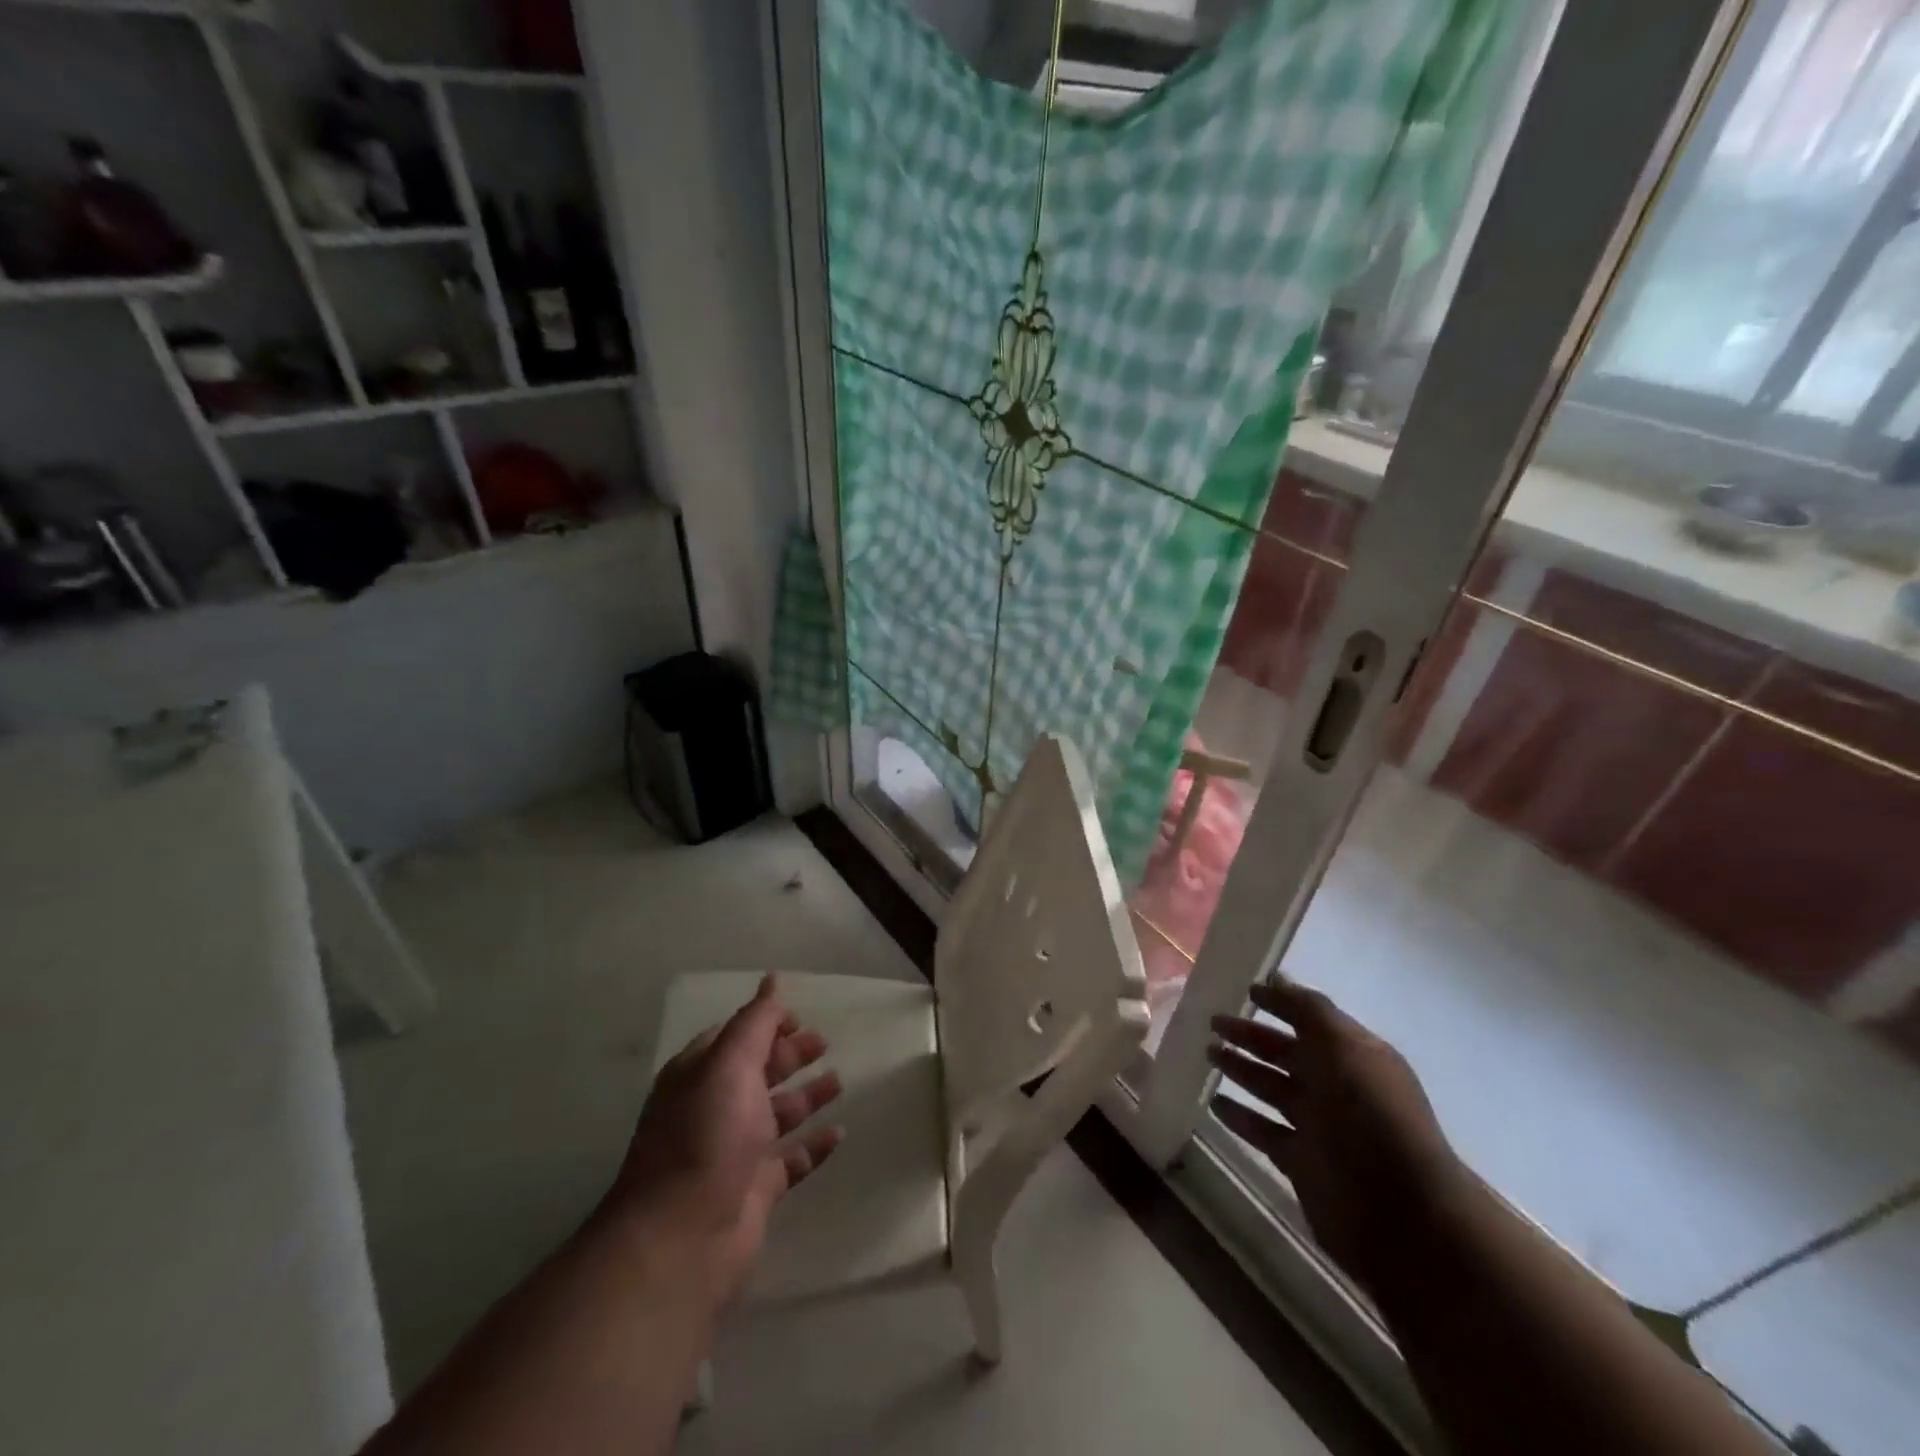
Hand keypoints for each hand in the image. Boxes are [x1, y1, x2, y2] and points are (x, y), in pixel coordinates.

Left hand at [613, 975, 843, 1306]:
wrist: (683, 1238)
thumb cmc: (706, 1136)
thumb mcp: (730, 1064)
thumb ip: (756, 1021)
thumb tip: (772, 979)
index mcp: (700, 1075)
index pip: (735, 1036)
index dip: (766, 1022)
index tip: (800, 1017)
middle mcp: (715, 1108)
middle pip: (758, 1072)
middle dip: (789, 1055)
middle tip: (825, 1042)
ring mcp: (735, 1151)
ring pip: (777, 1114)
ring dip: (806, 1096)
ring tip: (839, 1081)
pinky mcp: (756, 1189)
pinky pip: (792, 1159)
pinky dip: (814, 1145)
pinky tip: (839, 1133)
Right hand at [1209, 979, 1465, 1301]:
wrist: (1401, 1214)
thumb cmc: (1372, 1116)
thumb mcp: (1343, 1048)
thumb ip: (1308, 1010)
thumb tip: (1276, 978)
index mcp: (1354, 1055)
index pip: (1310, 1020)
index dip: (1281, 1003)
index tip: (1245, 990)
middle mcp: (1336, 1086)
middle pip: (1285, 1052)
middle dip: (1251, 1034)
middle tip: (1213, 1022)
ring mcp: (1319, 1126)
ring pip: (1271, 1088)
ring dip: (1241, 1069)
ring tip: (1207, 1052)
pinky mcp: (1301, 1162)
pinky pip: (1263, 1130)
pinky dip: (1239, 1116)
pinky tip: (1213, 1102)